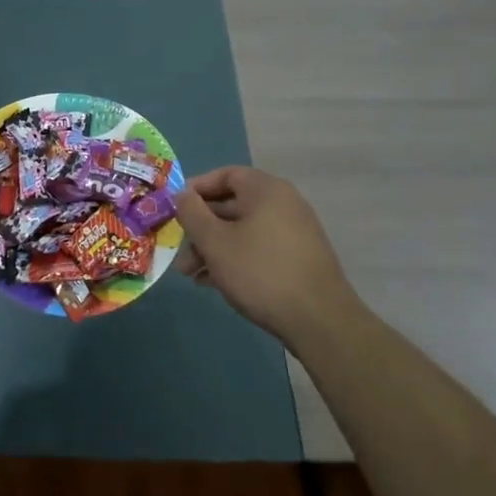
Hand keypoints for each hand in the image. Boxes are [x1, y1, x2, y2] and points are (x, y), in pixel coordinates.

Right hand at [174, 166, 359, 346]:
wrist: (319, 321)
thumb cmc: (260, 272)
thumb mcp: (214, 242)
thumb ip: (192, 213)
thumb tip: (182, 194)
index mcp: (266, 190)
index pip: (225, 175)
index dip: (196, 188)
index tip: (175, 208)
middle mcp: (284, 204)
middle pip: (232, 205)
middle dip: (201, 228)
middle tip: (179, 250)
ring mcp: (294, 232)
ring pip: (243, 231)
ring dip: (214, 248)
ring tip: (190, 274)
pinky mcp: (299, 258)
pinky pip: (258, 248)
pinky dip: (235, 258)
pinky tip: (213, 283)